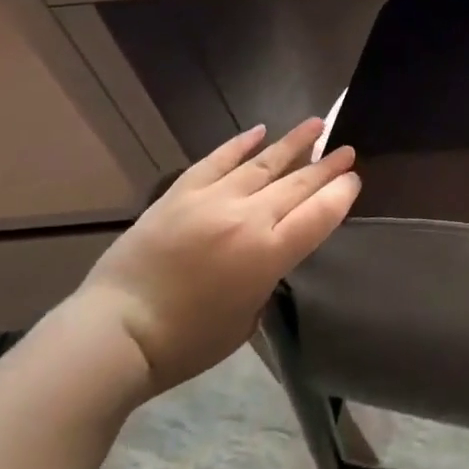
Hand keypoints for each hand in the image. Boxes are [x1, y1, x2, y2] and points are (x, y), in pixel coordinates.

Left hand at [74, 119, 359, 397]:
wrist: (114, 333)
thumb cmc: (184, 343)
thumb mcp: (245, 320)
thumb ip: (266, 278)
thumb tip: (269, 250)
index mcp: (268, 255)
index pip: (319, 214)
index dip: (341, 194)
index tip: (354, 179)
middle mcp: (247, 218)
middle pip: (298, 185)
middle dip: (326, 166)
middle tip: (347, 150)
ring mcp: (213, 200)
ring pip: (264, 163)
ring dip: (293, 143)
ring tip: (316, 124)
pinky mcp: (181, 193)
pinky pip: (217, 160)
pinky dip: (240, 144)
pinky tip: (259, 131)